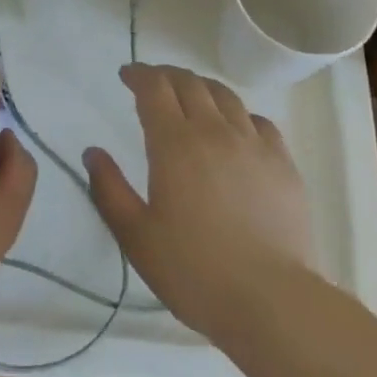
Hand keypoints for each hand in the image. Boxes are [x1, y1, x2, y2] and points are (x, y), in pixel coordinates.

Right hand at [84, 63, 313, 339]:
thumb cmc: (194, 271)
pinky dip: (239, 114)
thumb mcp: (136, 237)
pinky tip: (236, 129)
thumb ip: (109, 190)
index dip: (138, 75)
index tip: (126, 75)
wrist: (271, 301)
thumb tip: (92, 152)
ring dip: (201, 87)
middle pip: (189, 83)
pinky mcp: (283, 162)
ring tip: (192, 95)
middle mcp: (214, 130)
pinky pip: (259, 121)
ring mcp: (253, 143)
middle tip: (153, 82)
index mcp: (175, 143)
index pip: (154, 88)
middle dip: (166, 75)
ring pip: (225, 95)